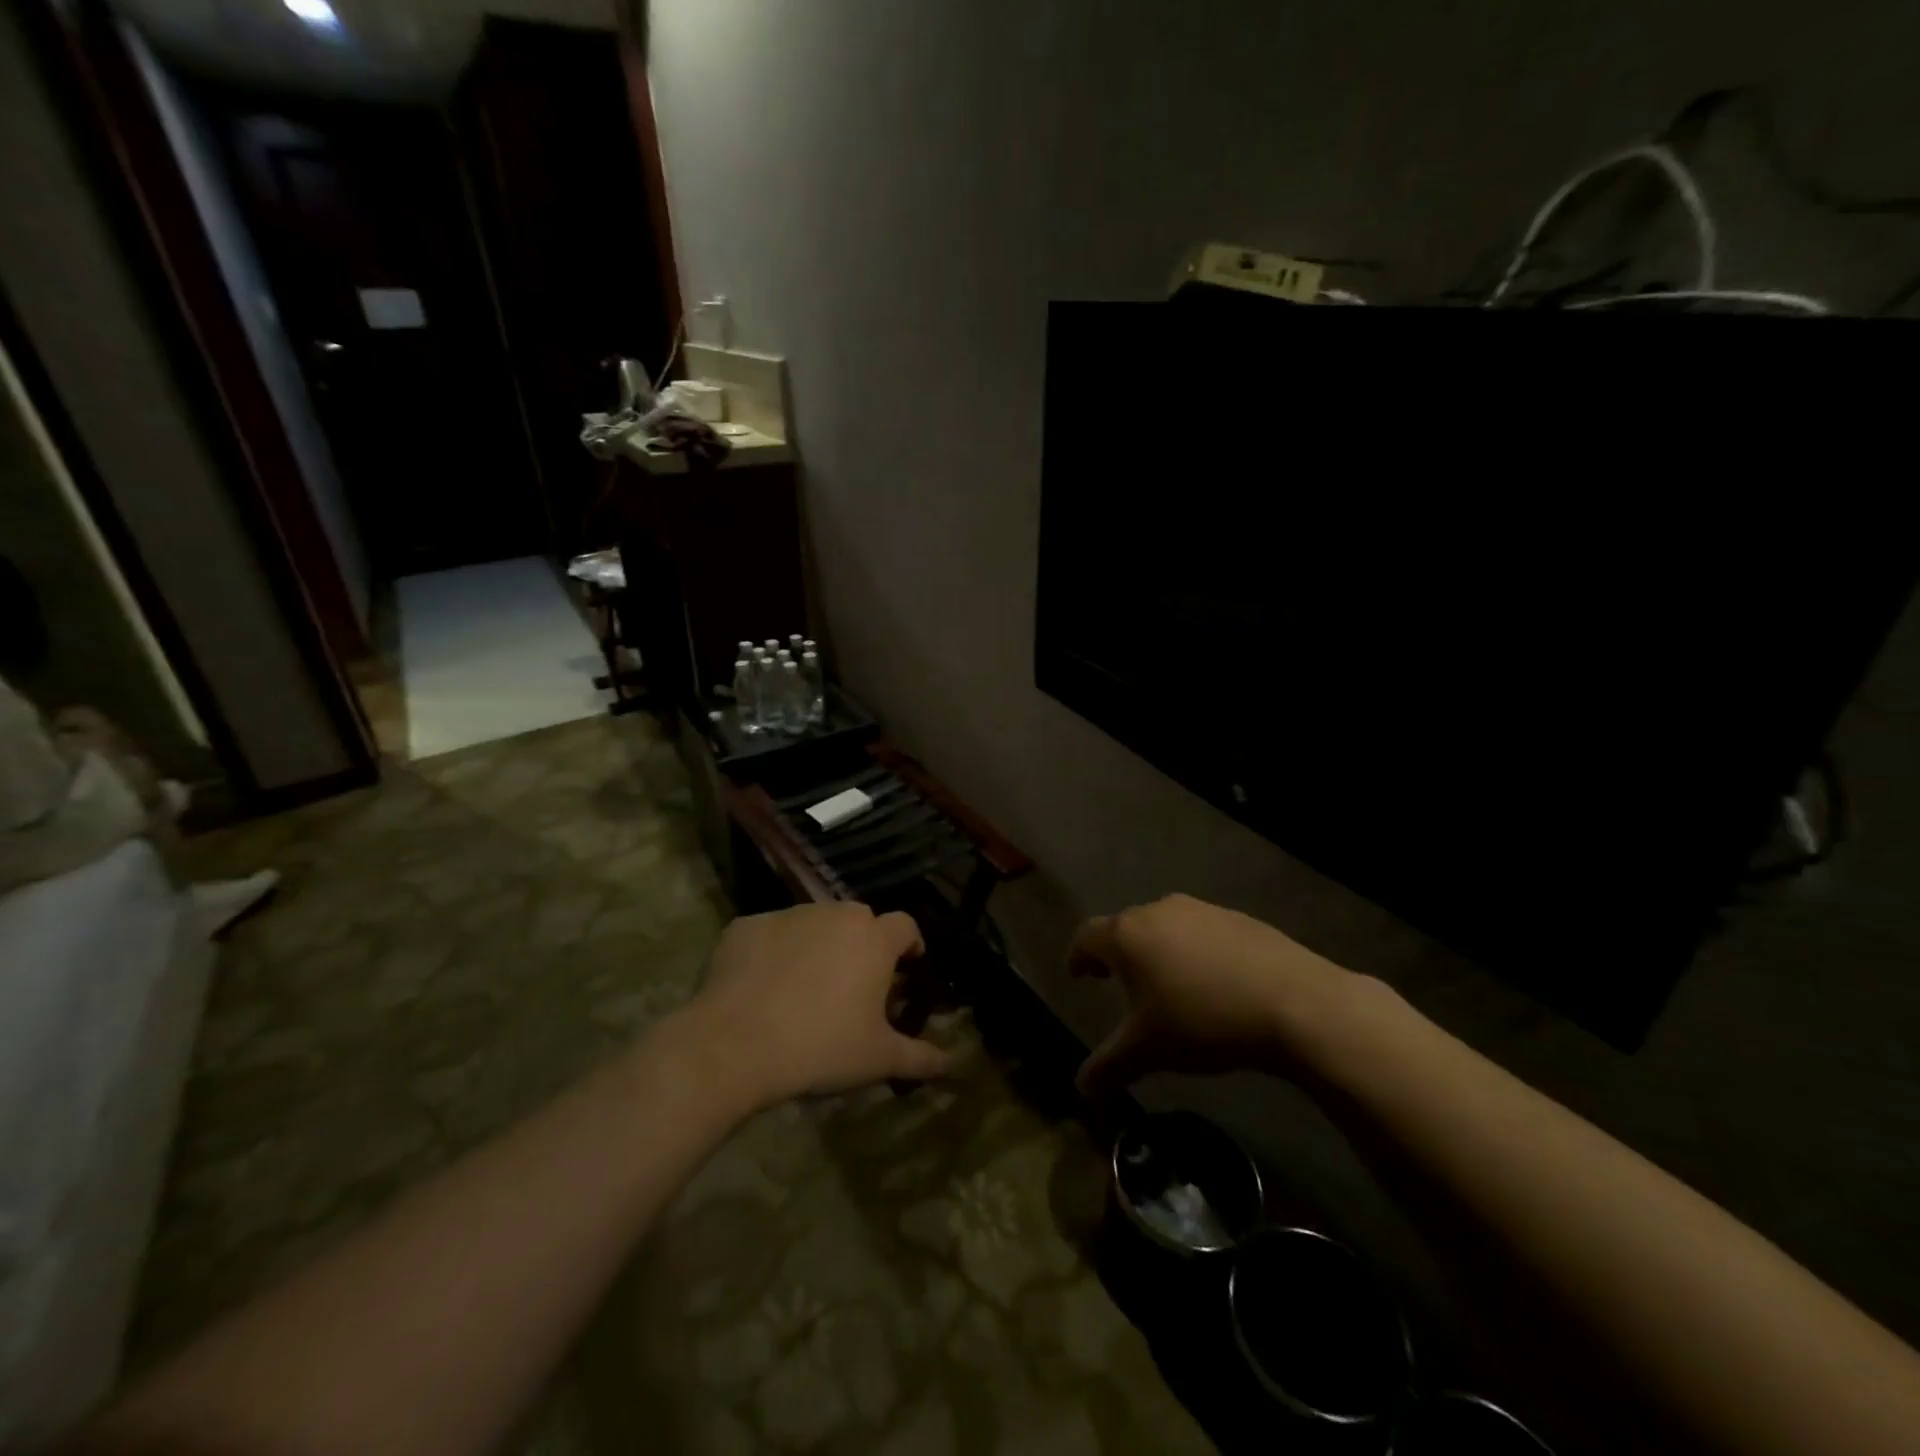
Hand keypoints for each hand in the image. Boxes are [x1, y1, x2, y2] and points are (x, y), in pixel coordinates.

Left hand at [685, 903, 953, 1107]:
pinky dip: (774, 951)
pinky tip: (763, 986)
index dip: (909, 945)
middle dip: (863, 945)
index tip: (905, 971)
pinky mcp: (746, 926)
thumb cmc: (820, 1047)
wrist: (733, 1044)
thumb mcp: (878, 1059)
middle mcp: (834, 914)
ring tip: (806, 987)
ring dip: (819, 945)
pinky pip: (771, 933)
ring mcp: (788, 915)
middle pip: (860, 920)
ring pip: (814, 923)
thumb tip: (954, 1064)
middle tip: (854, 985)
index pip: (905, 925)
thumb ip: (922, 1057)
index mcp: (873, 939)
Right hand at [1070, 893, 1348, 1099]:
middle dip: (1116, 955)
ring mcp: (1201, 910)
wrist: (1294, 1002)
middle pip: (1124, 928)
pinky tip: (1211, 983)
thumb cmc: (1203, 1021)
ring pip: (1164, 926)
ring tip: (1165, 985)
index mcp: (1127, 935)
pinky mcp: (1237, 918)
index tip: (1077, 975)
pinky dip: (1192, 951)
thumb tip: (1081, 1088)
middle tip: (1116, 983)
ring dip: (1156, 951)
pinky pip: (1200, 931)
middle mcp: (1158, 911)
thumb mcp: (1148, 1051)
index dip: (1076, 956)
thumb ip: (1108, 1066)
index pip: (1086, 936)